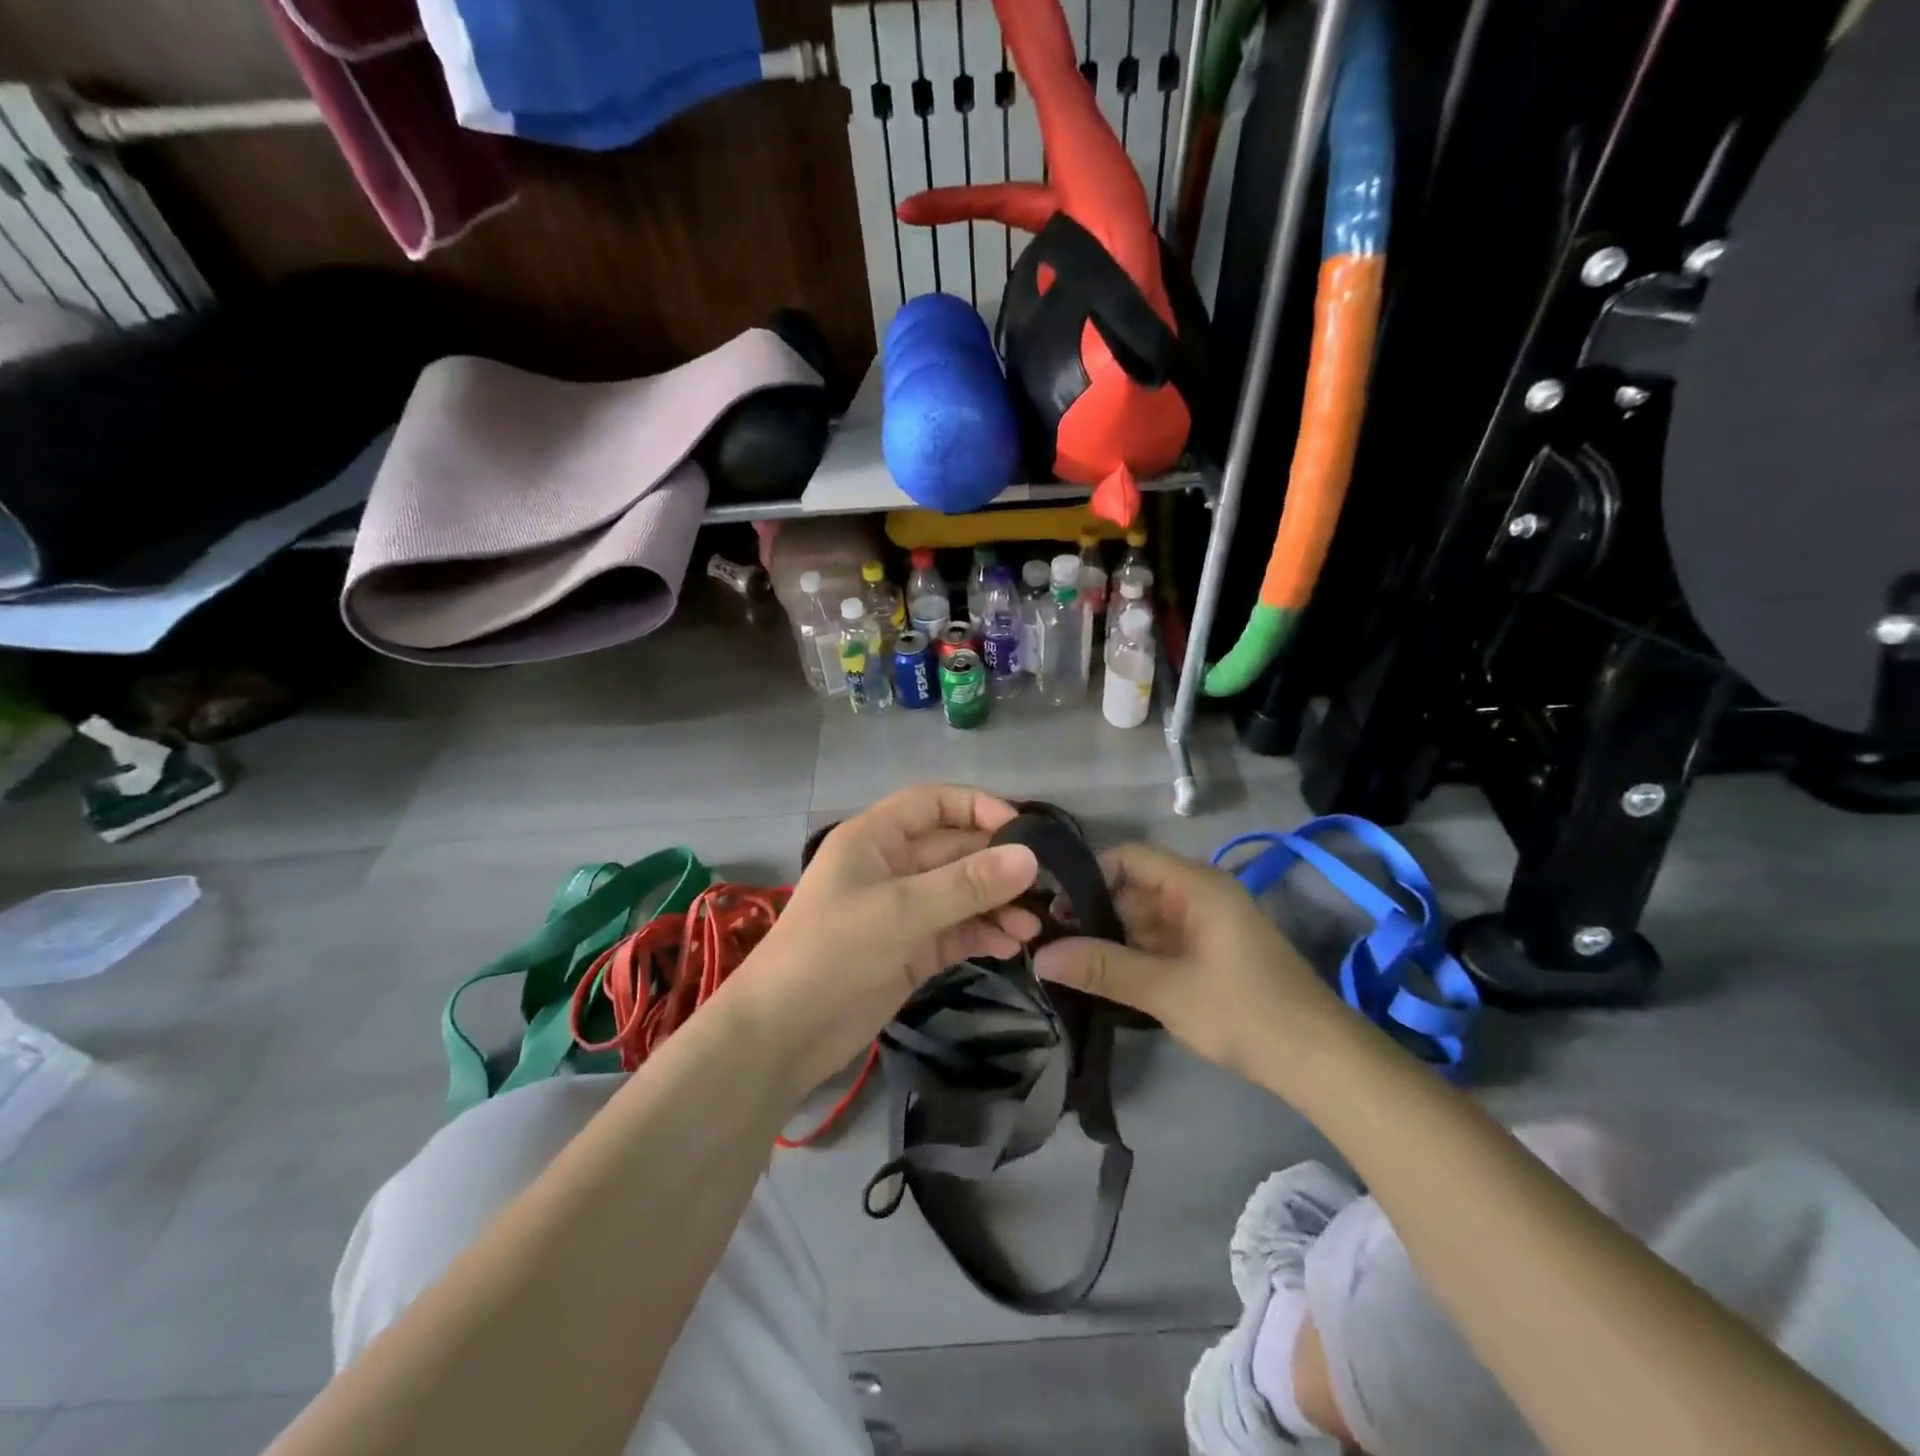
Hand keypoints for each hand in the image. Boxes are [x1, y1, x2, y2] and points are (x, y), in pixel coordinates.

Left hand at [742, 785, 1042, 1084]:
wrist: (784, 1034)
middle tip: (1046, 884)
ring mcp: (903, 910)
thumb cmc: (833, 951)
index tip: (1023, 828)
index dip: (977, 807)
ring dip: (996, 905)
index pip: (933, 803)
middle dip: (997, 864)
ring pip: (961, 893)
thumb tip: (1030, 857)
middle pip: (955, 850)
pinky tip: (1012, 945)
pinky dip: (983, 934)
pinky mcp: (912, 949)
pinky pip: (957, 931)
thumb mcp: (902, 911)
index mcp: (876, 837)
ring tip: (1033, 926)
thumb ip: (967, 884)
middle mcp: (892, 866)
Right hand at [1033, 842, 1350, 1086]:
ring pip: (1143, 918)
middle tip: (1047, 938)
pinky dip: (1131, 954)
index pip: (1128, 857)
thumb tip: (1039, 957)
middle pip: (1132, 888)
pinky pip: (1159, 941)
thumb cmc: (1246, 1013)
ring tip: (1064, 958)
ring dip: (1109, 936)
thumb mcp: (1167, 991)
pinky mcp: (1209, 953)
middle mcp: (1199, 895)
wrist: (1322, 1063)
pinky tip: (1101, 975)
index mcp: (1196, 885)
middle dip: (1091, 911)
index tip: (1050, 905)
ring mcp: (1206, 925)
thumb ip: (1103, 968)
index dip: (1086, 874)